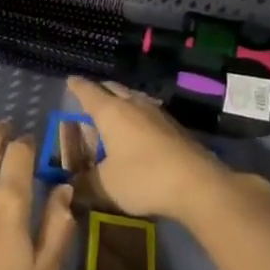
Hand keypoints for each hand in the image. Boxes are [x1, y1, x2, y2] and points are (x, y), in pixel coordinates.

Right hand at [64, 77, 260, 223]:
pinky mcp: (176, 128)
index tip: (70, 81)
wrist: (199, 185)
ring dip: (122, 102)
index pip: (88, 92)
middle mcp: (134, 105)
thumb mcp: (106, 186)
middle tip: (90, 97)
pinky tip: (139, 130)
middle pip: (113, 89)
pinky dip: (138, 117)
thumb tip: (70, 188)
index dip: (77, 86)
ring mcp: (158, 114)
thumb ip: (84, 184)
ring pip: (134, 99)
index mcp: (111, 112)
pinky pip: (149, 114)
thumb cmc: (144, 178)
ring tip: (115, 111)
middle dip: (100, 91)